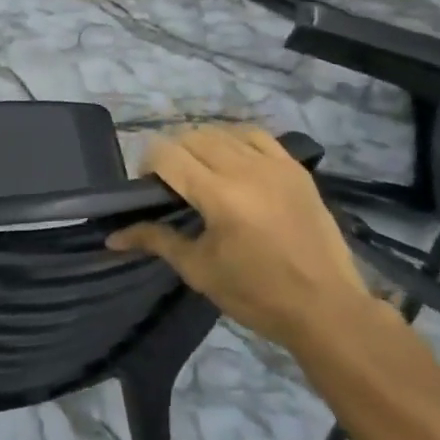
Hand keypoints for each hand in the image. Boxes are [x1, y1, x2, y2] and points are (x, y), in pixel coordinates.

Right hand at [106, 126, 368, 333]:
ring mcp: (274, 164)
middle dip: (172, 154)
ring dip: (202, 145)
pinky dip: (235, 140)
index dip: (147, 164)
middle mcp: (245, 169)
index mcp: (218, 196)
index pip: (166, 154)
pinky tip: (233, 160)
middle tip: (172, 184)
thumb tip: (113, 237)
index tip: (148, 188)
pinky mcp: (295, 168)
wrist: (326, 308)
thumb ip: (156, 241)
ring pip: (222, 132)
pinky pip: (257, 135)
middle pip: (191, 137)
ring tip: (202, 172)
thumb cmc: (257, 295)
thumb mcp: (199, 270)